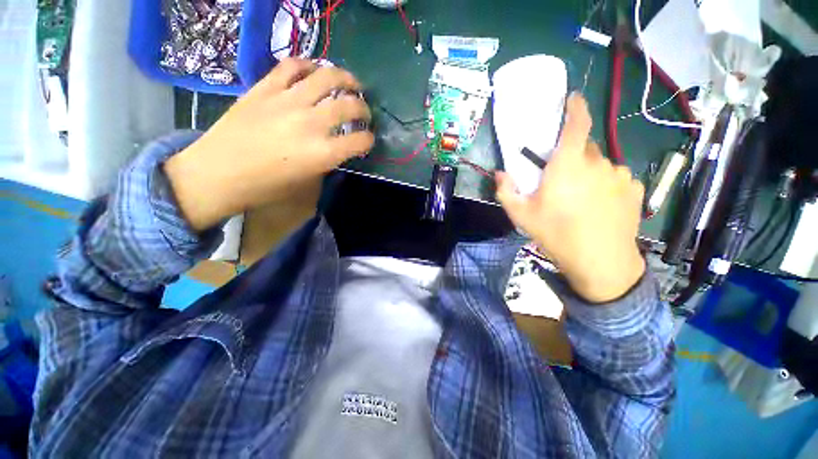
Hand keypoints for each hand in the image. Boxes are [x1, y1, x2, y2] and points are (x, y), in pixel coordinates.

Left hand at [164, 58, 373, 230]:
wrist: (218, 173)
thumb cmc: (265, 187)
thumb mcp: (307, 182)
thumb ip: (327, 162)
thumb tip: (337, 148)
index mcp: (323, 154)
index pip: (361, 141)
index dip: (369, 140)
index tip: (367, 140)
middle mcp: (311, 124)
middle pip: (350, 106)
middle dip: (364, 109)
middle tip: (363, 112)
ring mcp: (288, 101)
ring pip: (327, 77)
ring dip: (346, 79)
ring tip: (351, 82)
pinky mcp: (266, 88)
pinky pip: (293, 66)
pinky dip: (309, 65)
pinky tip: (315, 72)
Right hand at [496, 93, 644, 302]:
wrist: (600, 262)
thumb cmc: (556, 235)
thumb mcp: (521, 215)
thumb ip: (506, 191)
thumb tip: (500, 173)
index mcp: (567, 165)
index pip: (576, 125)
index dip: (575, 108)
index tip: (572, 99)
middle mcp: (597, 163)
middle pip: (583, 148)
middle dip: (571, 157)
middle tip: (560, 181)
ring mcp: (619, 175)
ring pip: (599, 164)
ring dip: (588, 173)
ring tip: (580, 199)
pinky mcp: (634, 189)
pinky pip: (615, 177)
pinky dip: (605, 184)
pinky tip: (599, 206)